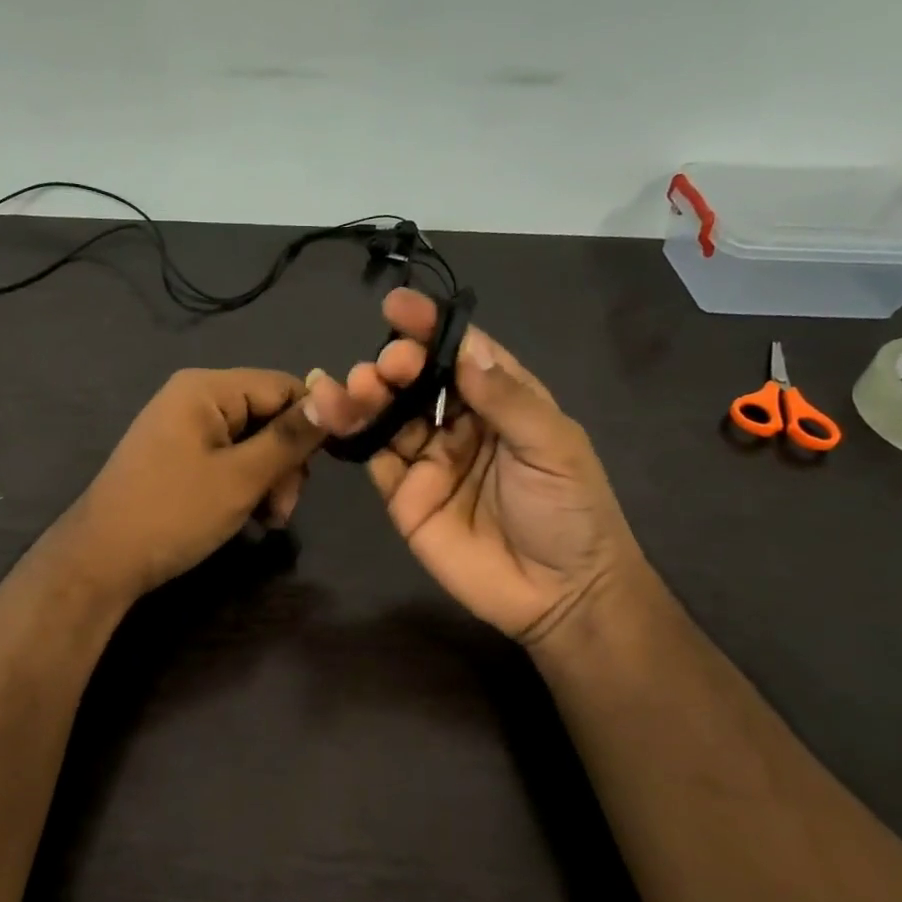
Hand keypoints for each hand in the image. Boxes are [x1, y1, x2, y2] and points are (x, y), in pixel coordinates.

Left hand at [64, 368, 323, 601]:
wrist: (101, 560)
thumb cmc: (173, 513)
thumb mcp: (241, 478)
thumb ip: (289, 438)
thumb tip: (336, 399)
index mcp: (206, 388)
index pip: (283, 386)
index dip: (312, 423)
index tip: (321, 469)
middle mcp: (194, 398)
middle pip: (268, 415)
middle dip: (286, 462)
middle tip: (283, 509)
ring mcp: (183, 428)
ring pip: (252, 442)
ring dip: (269, 480)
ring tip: (267, 521)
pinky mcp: (178, 457)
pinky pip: (228, 459)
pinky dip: (245, 486)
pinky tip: (250, 517)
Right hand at [308, 289, 645, 646]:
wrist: (557, 595)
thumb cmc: (569, 511)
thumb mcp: (553, 446)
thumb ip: (507, 398)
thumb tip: (463, 350)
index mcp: (502, 401)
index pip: (461, 354)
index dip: (431, 328)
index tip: (397, 307)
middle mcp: (460, 423)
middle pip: (418, 381)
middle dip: (396, 363)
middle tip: (386, 364)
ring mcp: (428, 459)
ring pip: (388, 414)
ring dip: (367, 393)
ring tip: (354, 384)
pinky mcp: (402, 495)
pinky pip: (373, 456)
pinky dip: (350, 432)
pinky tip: (332, 410)